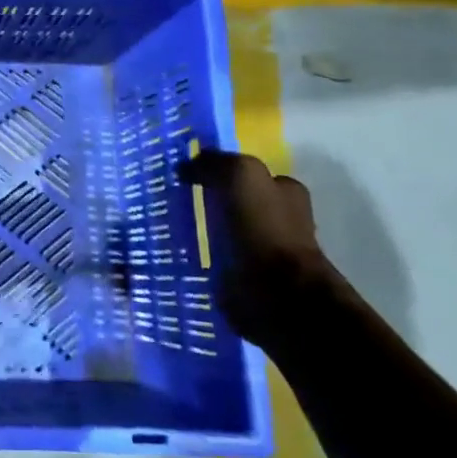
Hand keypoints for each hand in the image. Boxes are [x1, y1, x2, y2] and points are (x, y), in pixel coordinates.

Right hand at [181, 149, 352, 349]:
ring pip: (226, 232)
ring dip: (204, 231)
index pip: (249, 175)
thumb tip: (187, 165)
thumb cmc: (264, 229)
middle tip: (174, 202)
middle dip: (211, 202)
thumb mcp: (242, 176)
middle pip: (237, 203)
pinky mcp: (249, 280)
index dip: (220, 173)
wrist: (277, 294)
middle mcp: (280, 219)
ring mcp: (264, 252)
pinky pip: (218, 261)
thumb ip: (216, 163)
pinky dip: (201, 258)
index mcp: (286, 192)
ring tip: (170, 229)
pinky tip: (180, 255)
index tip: (187, 177)